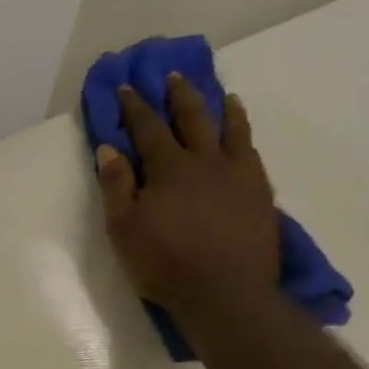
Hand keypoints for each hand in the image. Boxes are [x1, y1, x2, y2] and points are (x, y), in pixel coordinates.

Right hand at [97, 76, 279, 309]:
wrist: (224, 292)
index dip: (135, 106)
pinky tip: (243, 138)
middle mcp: (205, 161)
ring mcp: (237, 175)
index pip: (148, 128)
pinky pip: (252, 154)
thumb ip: (116, 186)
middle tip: (174, 77)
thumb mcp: (123, 229)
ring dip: (223, 109)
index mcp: (168, 168)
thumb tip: (109, 148)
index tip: (127, 87)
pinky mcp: (260, 193)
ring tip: (223, 95)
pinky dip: (245, 137)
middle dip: (180, 96)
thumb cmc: (164, 263)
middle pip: (193, 118)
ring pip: (231, 130)